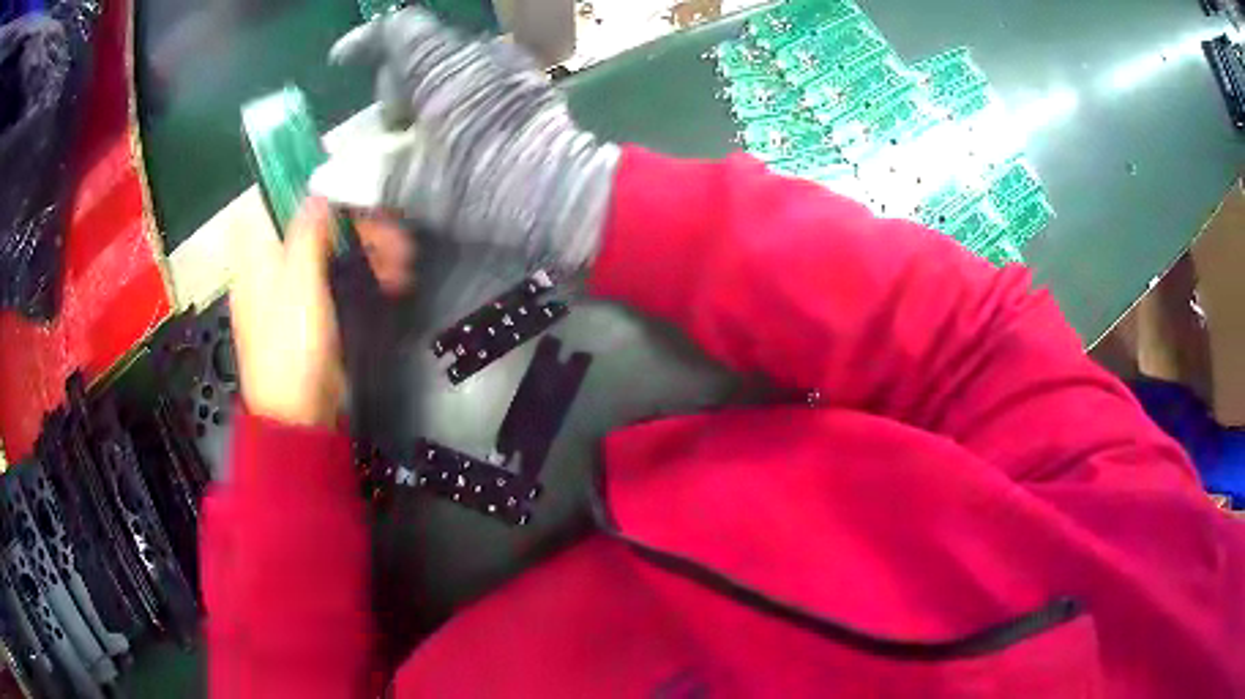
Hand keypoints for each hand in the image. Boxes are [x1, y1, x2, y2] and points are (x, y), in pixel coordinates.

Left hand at [230, 198, 413, 426]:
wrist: (298, 413)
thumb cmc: (290, 348)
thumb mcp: (298, 283)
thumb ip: (306, 233)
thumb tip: (317, 193)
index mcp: (257, 255)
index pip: (277, 202)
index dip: (308, 187)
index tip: (344, 185)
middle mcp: (273, 265)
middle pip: (314, 226)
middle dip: (356, 224)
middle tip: (392, 230)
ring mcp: (295, 288)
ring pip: (332, 251)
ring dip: (368, 250)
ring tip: (403, 260)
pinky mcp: (315, 310)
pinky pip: (339, 278)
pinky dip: (365, 274)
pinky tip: (393, 279)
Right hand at [319, 8, 618, 270]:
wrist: (567, 197)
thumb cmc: (486, 186)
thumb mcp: (418, 186)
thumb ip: (369, 176)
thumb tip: (324, 178)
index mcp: (443, 65)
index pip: (397, 29)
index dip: (364, 41)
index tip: (342, 61)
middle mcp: (476, 54)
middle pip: (419, 53)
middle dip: (394, 86)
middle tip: (389, 129)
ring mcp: (508, 67)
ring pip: (448, 67)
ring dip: (424, 96)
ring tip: (420, 139)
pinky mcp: (528, 87)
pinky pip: (478, 80)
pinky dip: (455, 99)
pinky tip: (456, 135)